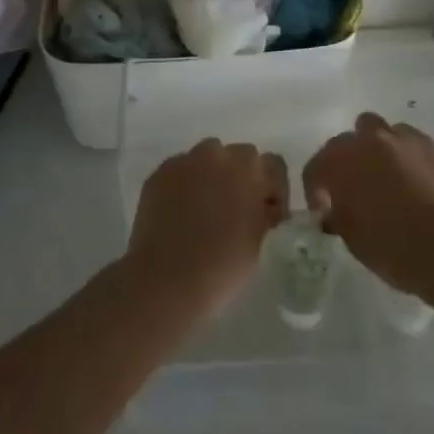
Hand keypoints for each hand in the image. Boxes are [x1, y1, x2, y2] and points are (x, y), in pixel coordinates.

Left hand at [128, 140, 287, 317]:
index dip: (274, 189)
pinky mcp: (160, 173)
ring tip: (205, 206)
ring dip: (212, 174)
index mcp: (250, 171)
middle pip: (240, 155)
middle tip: (236, 208)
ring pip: (207, 156)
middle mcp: (219, 156)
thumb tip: (263, 207)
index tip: (268, 213)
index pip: (273, 165)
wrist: (168, 278)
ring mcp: (186, 161)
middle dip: (242, 176)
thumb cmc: (223, 265)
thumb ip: (265, 214)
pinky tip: (180, 210)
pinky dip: (185, 183)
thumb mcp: (260, 241)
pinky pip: (180, 169)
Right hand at [303, 112, 433, 294]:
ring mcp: (400, 138)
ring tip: (384, 174)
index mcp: (338, 162)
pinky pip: (408, 139)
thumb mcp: (350, 237)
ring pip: (379, 130)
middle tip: (353, 188)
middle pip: (345, 140)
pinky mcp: (429, 145)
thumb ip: (337, 215)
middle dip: (346, 161)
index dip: (315, 190)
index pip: (315, 168)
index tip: (324, 211)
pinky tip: (411, 174)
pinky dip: (404, 152)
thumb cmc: (389, 245)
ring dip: (375, 148)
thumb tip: (334, 212)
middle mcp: (365, 141)